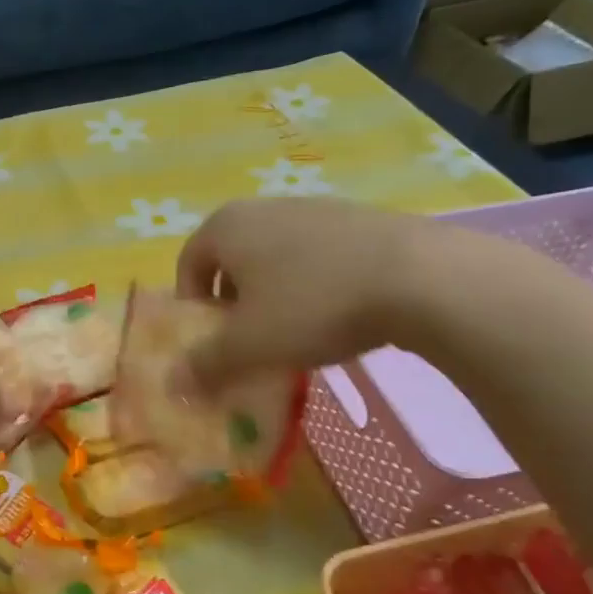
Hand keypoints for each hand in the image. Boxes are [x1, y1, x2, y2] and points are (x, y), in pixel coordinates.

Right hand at [174, 198, 442, 381]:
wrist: (420, 276)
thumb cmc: (312, 305)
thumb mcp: (249, 346)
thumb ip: (204, 366)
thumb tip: (172, 385)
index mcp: (225, 227)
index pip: (188, 266)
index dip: (192, 309)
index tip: (212, 343)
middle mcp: (262, 208)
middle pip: (231, 262)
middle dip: (233, 305)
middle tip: (251, 341)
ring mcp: (313, 208)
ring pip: (275, 259)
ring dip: (274, 297)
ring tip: (297, 333)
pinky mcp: (357, 219)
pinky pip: (316, 256)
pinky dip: (313, 286)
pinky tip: (339, 315)